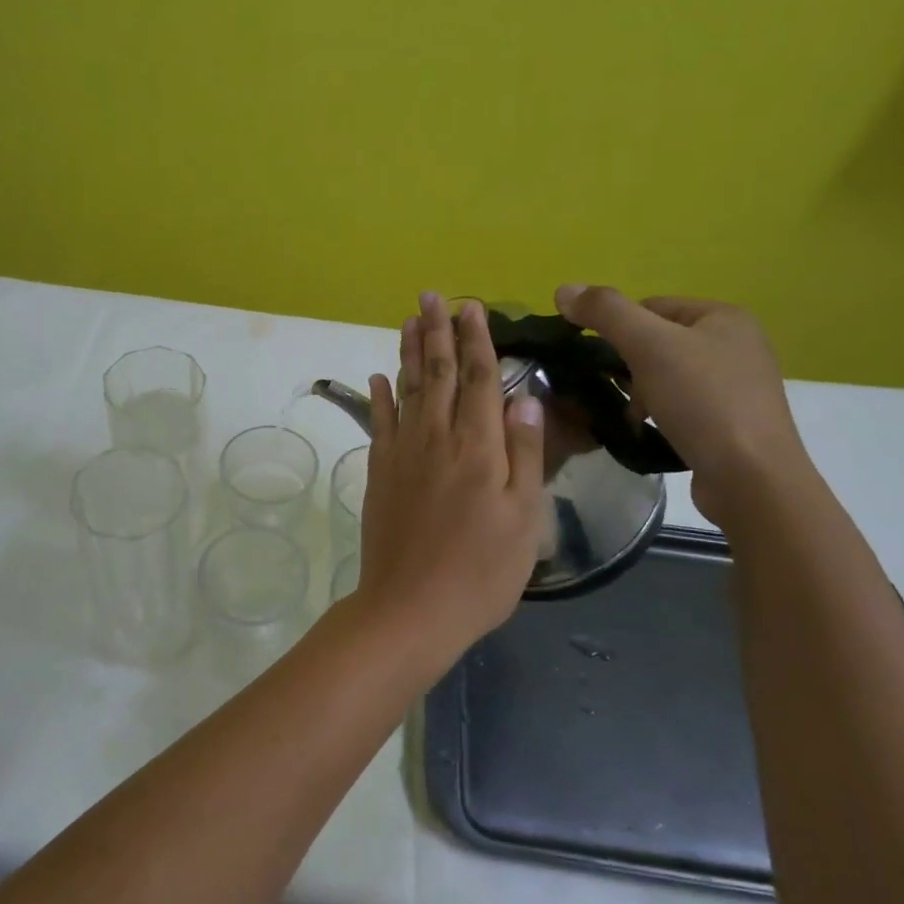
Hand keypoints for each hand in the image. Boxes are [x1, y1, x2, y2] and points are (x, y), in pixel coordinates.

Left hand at [354, 293, 544, 646]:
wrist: (411, 607)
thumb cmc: (481, 571)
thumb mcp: (524, 518)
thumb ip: (524, 454)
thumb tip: (523, 398)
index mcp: (478, 447)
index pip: (478, 379)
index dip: (476, 340)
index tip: (472, 307)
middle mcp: (436, 438)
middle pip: (436, 373)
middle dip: (436, 332)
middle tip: (431, 296)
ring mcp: (402, 453)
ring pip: (406, 389)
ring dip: (408, 352)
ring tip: (408, 321)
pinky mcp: (379, 471)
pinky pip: (380, 421)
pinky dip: (379, 395)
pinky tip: (379, 376)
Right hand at [553, 285, 809, 526]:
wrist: (751, 480)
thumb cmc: (702, 402)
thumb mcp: (649, 346)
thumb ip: (605, 312)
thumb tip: (564, 289)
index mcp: (725, 316)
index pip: (650, 306)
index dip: (618, 329)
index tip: (600, 360)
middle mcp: (738, 344)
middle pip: (658, 341)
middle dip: (629, 365)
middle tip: (618, 391)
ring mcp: (738, 385)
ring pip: (667, 374)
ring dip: (641, 392)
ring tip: (633, 416)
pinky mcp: (732, 421)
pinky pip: (682, 404)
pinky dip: (660, 413)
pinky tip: (651, 430)